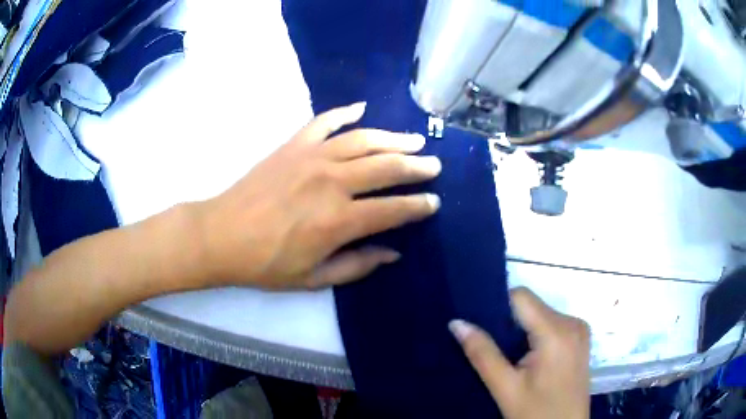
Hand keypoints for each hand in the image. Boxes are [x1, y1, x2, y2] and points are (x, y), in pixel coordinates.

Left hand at [195, 102, 440, 288]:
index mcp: (339, 221)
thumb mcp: (313, 278)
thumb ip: (357, 265)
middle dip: (417, 166)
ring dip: (393, 138)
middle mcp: (332, 182)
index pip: (393, 209)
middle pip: (386, 167)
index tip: (435, 202)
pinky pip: (324, 122)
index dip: (419, 206)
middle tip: (434, 165)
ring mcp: (312, 157)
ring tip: (414, 139)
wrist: (221, 235)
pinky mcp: (293, 145)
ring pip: (364, 140)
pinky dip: (344, 113)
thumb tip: (393, 252)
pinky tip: (361, 109)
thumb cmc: (265, 264)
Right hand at [450, 288, 589, 418]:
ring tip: (507, 356)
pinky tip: (526, 359)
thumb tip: (456, 322)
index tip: (479, 324)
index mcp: (556, 331)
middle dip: (509, 322)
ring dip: (522, 330)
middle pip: (532, 306)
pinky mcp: (580, 339)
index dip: (497, 306)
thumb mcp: (505, 388)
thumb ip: (482, 353)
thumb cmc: (536, 413)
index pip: (521, 297)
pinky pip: (552, 325)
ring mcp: (579, 330)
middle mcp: (573, 322)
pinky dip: (535, 335)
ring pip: (541, 315)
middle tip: (490, 347)